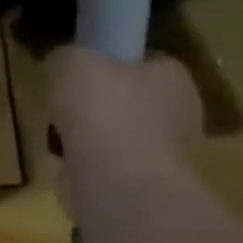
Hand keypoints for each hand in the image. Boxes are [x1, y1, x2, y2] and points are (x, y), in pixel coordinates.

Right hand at [48, 47, 202, 174]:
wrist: (116, 179)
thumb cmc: (102, 108)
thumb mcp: (71, 60)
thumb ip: (69, 57)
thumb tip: (65, 66)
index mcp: (175, 78)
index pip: (147, 61)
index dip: (113, 62)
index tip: (82, 69)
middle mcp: (182, 114)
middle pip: (133, 100)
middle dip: (100, 103)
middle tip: (67, 102)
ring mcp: (168, 155)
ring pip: (120, 135)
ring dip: (92, 136)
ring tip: (61, 135)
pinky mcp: (147, 186)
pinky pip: (110, 165)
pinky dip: (87, 163)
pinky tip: (69, 160)